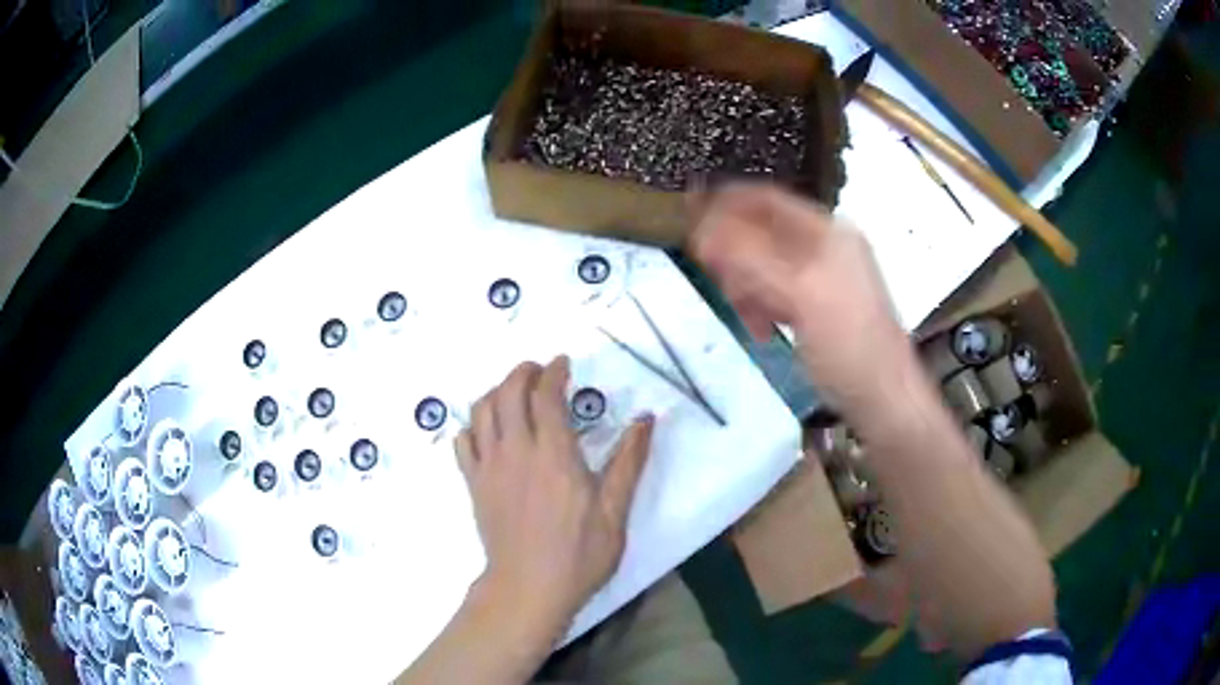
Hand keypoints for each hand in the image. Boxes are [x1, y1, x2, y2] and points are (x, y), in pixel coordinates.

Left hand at [455, 356, 654, 641]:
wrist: (528, 588)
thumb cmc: (578, 554)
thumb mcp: (614, 511)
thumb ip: (628, 462)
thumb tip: (646, 420)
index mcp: (554, 454)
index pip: (546, 395)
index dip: (554, 372)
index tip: (563, 363)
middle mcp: (516, 450)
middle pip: (508, 392)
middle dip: (522, 372)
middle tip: (538, 370)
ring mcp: (489, 467)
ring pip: (481, 411)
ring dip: (496, 391)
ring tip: (513, 392)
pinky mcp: (474, 485)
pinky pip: (463, 442)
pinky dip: (472, 426)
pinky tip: (487, 432)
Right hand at [689, 183, 911, 411]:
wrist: (882, 398)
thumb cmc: (847, 345)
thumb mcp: (799, 295)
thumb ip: (750, 258)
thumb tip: (704, 230)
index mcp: (827, 232)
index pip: (767, 201)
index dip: (726, 204)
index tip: (690, 219)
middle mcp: (824, 246)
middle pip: (761, 233)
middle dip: (736, 257)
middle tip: (721, 283)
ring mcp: (821, 275)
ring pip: (764, 265)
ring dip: (747, 287)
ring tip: (749, 317)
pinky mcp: (816, 304)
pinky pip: (775, 291)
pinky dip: (762, 304)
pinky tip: (761, 328)